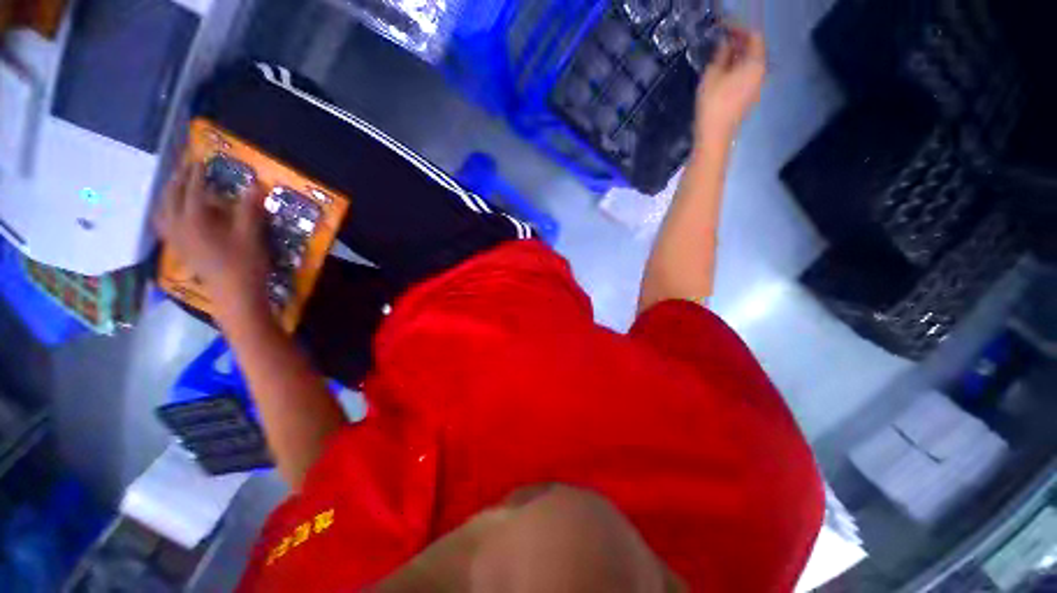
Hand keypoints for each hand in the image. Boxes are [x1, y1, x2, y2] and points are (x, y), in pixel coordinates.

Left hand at [153, 162, 270, 313]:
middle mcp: (179, 227)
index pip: (193, 191)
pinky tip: (173, 213)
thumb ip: (250, 209)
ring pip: (162, 211)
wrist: (235, 295)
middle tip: (186, 169)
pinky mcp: (180, 250)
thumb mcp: (251, 236)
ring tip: (175, 187)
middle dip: (177, 181)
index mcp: (195, 221)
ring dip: (167, 196)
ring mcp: (177, 240)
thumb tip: (254, 185)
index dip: (197, 175)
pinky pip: (164, 225)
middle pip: (171, 198)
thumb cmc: (245, 265)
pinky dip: (166, 213)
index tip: (201, 161)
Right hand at [695, 26, 766, 143]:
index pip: (754, 36)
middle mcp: (761, 73)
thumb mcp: (712, 76)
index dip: (739, 28)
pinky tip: (724, 71)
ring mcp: (756, 86)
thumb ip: (721, 55)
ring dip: (738, 55)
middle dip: (740, 41)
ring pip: (751, 63)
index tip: (724, 26)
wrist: (714, 137)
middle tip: (722, 38)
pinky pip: (747, 75)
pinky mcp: (749, 97)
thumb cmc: (712, 105)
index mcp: (756, 64)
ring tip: (721, 54)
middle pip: (755, 49)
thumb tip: (725, 43)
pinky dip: (737, 68)